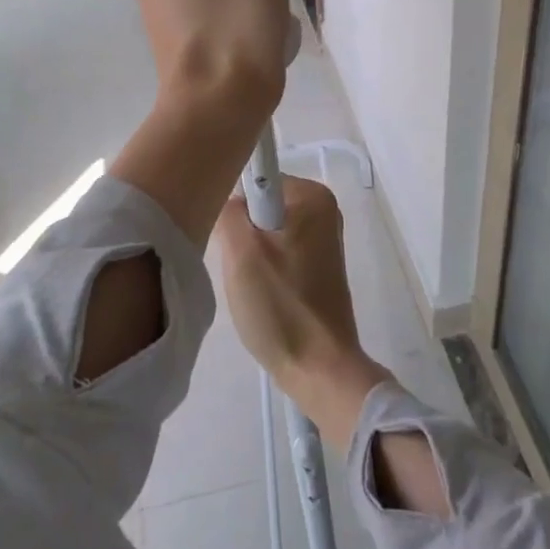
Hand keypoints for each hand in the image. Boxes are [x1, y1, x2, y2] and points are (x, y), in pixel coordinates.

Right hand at [217, 178, 390, 448]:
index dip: (234, 208)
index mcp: (313, 195)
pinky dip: (263, 266)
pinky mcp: (318, 264)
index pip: (254, 180)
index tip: (229, 240)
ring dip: (249, 253)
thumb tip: (226, 198)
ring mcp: (323, 237)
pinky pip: (277, 249)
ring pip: (264, 229)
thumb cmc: (281, 306)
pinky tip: (261, 293)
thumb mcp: (241, 253)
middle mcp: (323, 208)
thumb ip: (228, 210)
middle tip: (239, 267)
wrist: (319, 369)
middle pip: (259, 204)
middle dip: (242, 232)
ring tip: (249, 284)